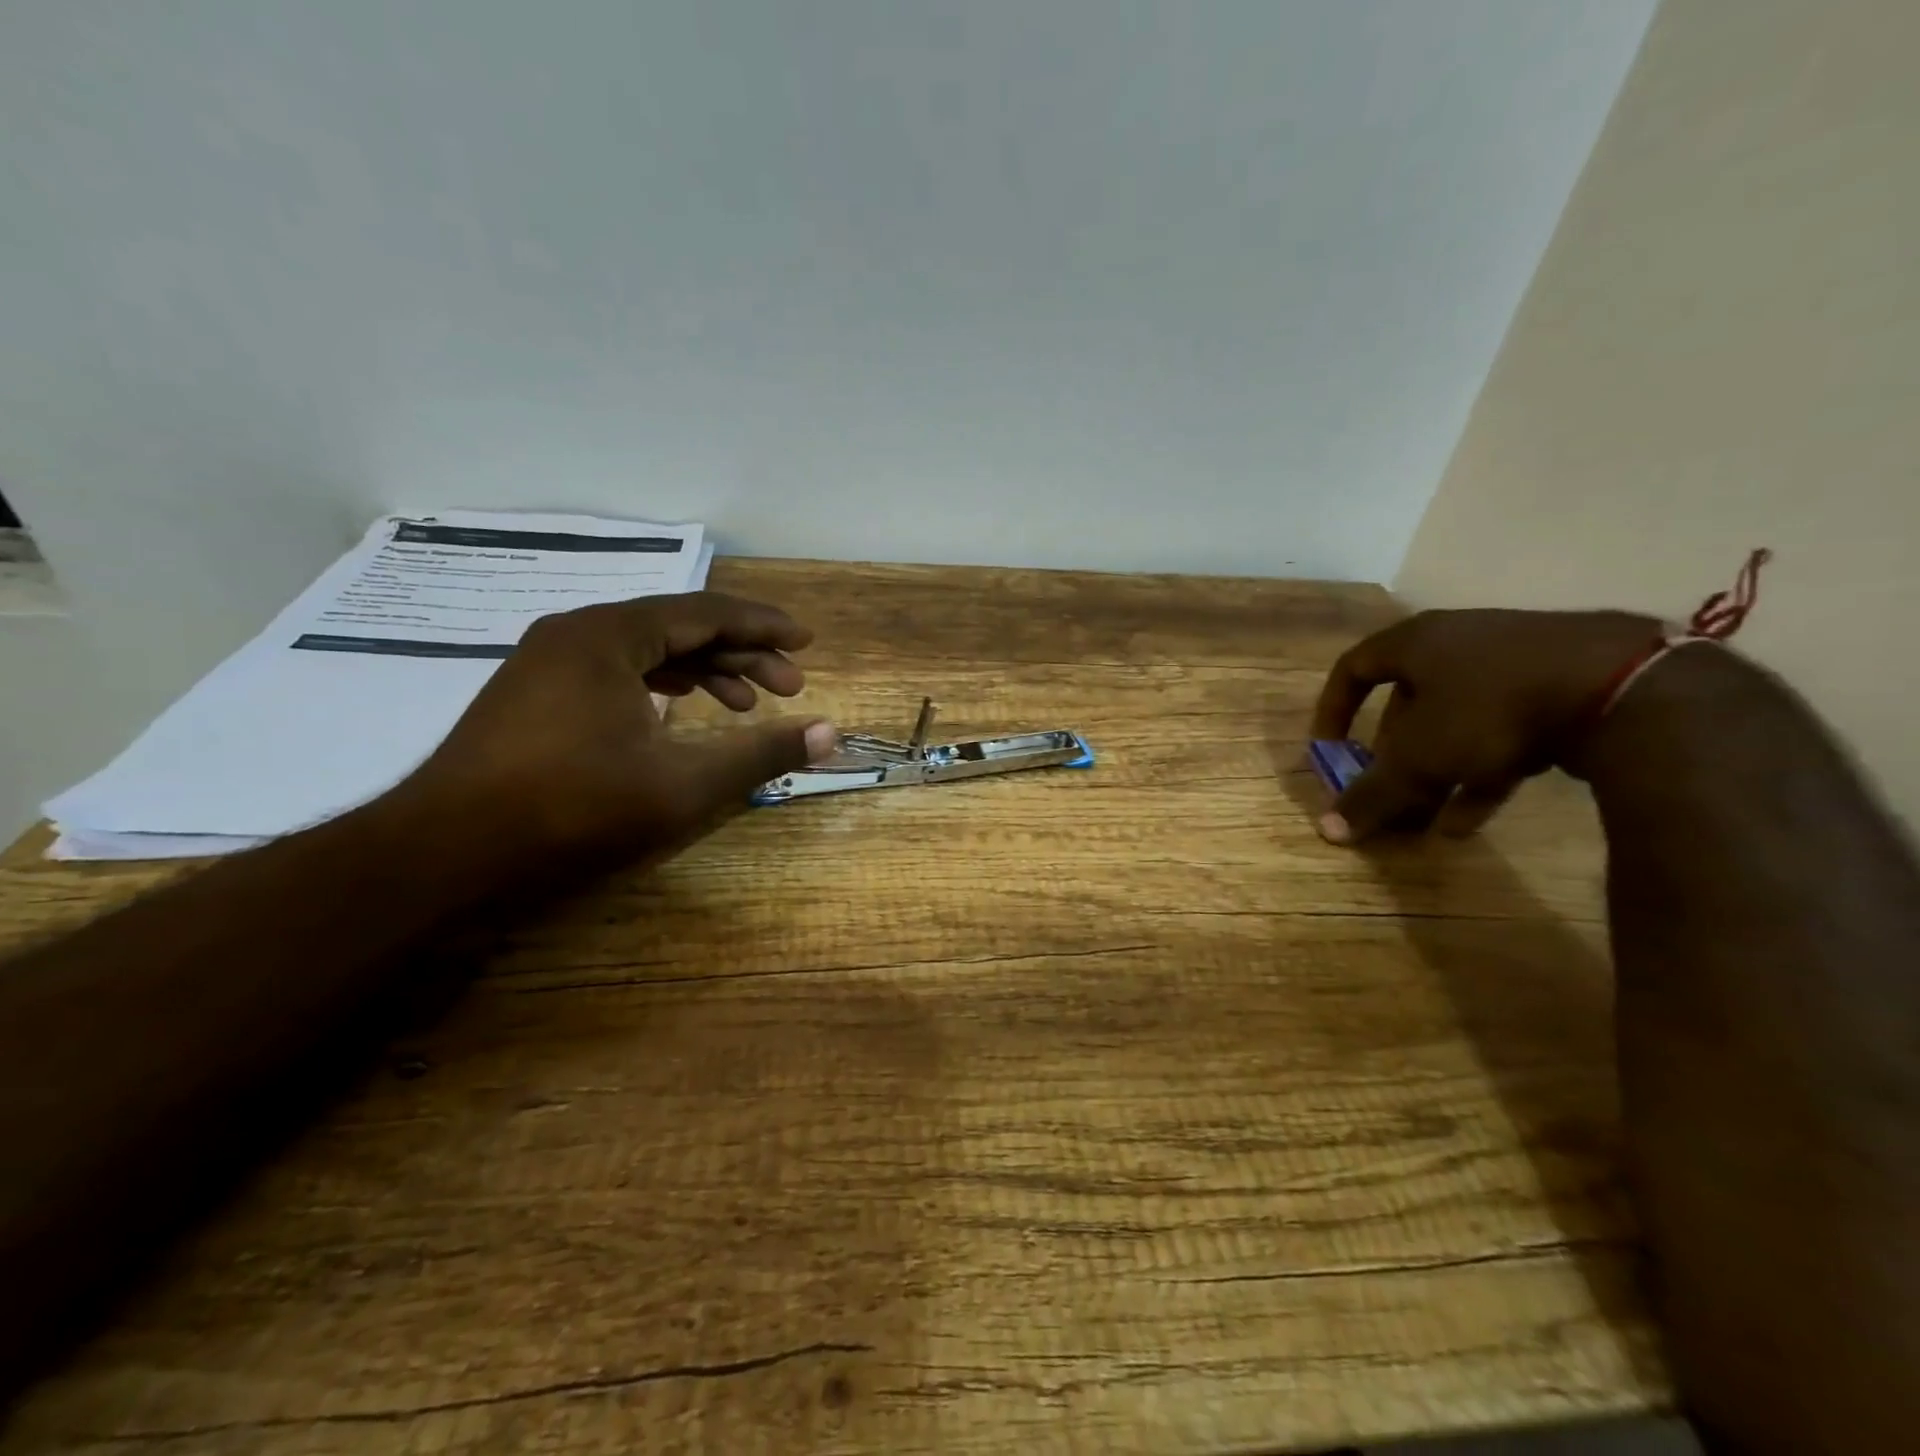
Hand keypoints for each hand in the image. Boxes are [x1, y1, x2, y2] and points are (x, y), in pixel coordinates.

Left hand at [403, 592, 836, 863]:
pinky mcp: (533, 695)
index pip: (706, 612)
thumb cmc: (573, 810)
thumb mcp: (684, 784)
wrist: (444, 856)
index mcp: (610, 635)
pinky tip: (680, 715)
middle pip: (678, 627)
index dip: (764, 628)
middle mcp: (576, 633)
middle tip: (789, 689)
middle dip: (740, 655)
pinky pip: (615, 672)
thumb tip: (830, 733)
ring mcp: (547, 663)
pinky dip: (660, 687)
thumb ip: (762, 753)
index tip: (806, 644)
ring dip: (702, 672)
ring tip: (743, 706)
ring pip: (645, 651)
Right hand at [1309, 608, 1659, 844]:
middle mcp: (1459, 643)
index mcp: (1415, 642)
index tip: (1328, 749)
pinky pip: (1504, 729)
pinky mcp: (1561, 685)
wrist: (1627, 687)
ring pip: (1456, 721)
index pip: (1353, 669)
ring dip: (1437, 772)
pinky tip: (1473, 818)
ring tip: (1428, 820)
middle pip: (1407, 702)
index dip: (1332, 710)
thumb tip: (1326, 830)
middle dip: (1393, 755)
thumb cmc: (1492, 709)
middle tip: (1388, 792)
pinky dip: (1482, 771)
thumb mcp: (1421, 759)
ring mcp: (1514, 662)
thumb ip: (1371, 794)